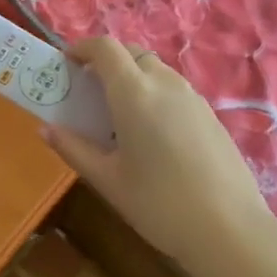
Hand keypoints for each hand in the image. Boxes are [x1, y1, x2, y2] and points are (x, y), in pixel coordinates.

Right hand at [44, 38, 276, 264]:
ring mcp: (193, 97)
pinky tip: (151, 133)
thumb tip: (46, 129)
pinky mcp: (210, 114)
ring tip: (117, 114)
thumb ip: (74, 149)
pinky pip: (175, 90)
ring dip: (132, 78)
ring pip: (156, 70)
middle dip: (107, 62)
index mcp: (134, 93)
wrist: (229, 228)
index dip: (83, 48)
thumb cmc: (158, 205)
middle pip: (132, 53)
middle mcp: (165, 84)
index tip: (66, 64)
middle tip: (88, 91)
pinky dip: (154, 94)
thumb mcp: (108, 180)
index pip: (106, 48)